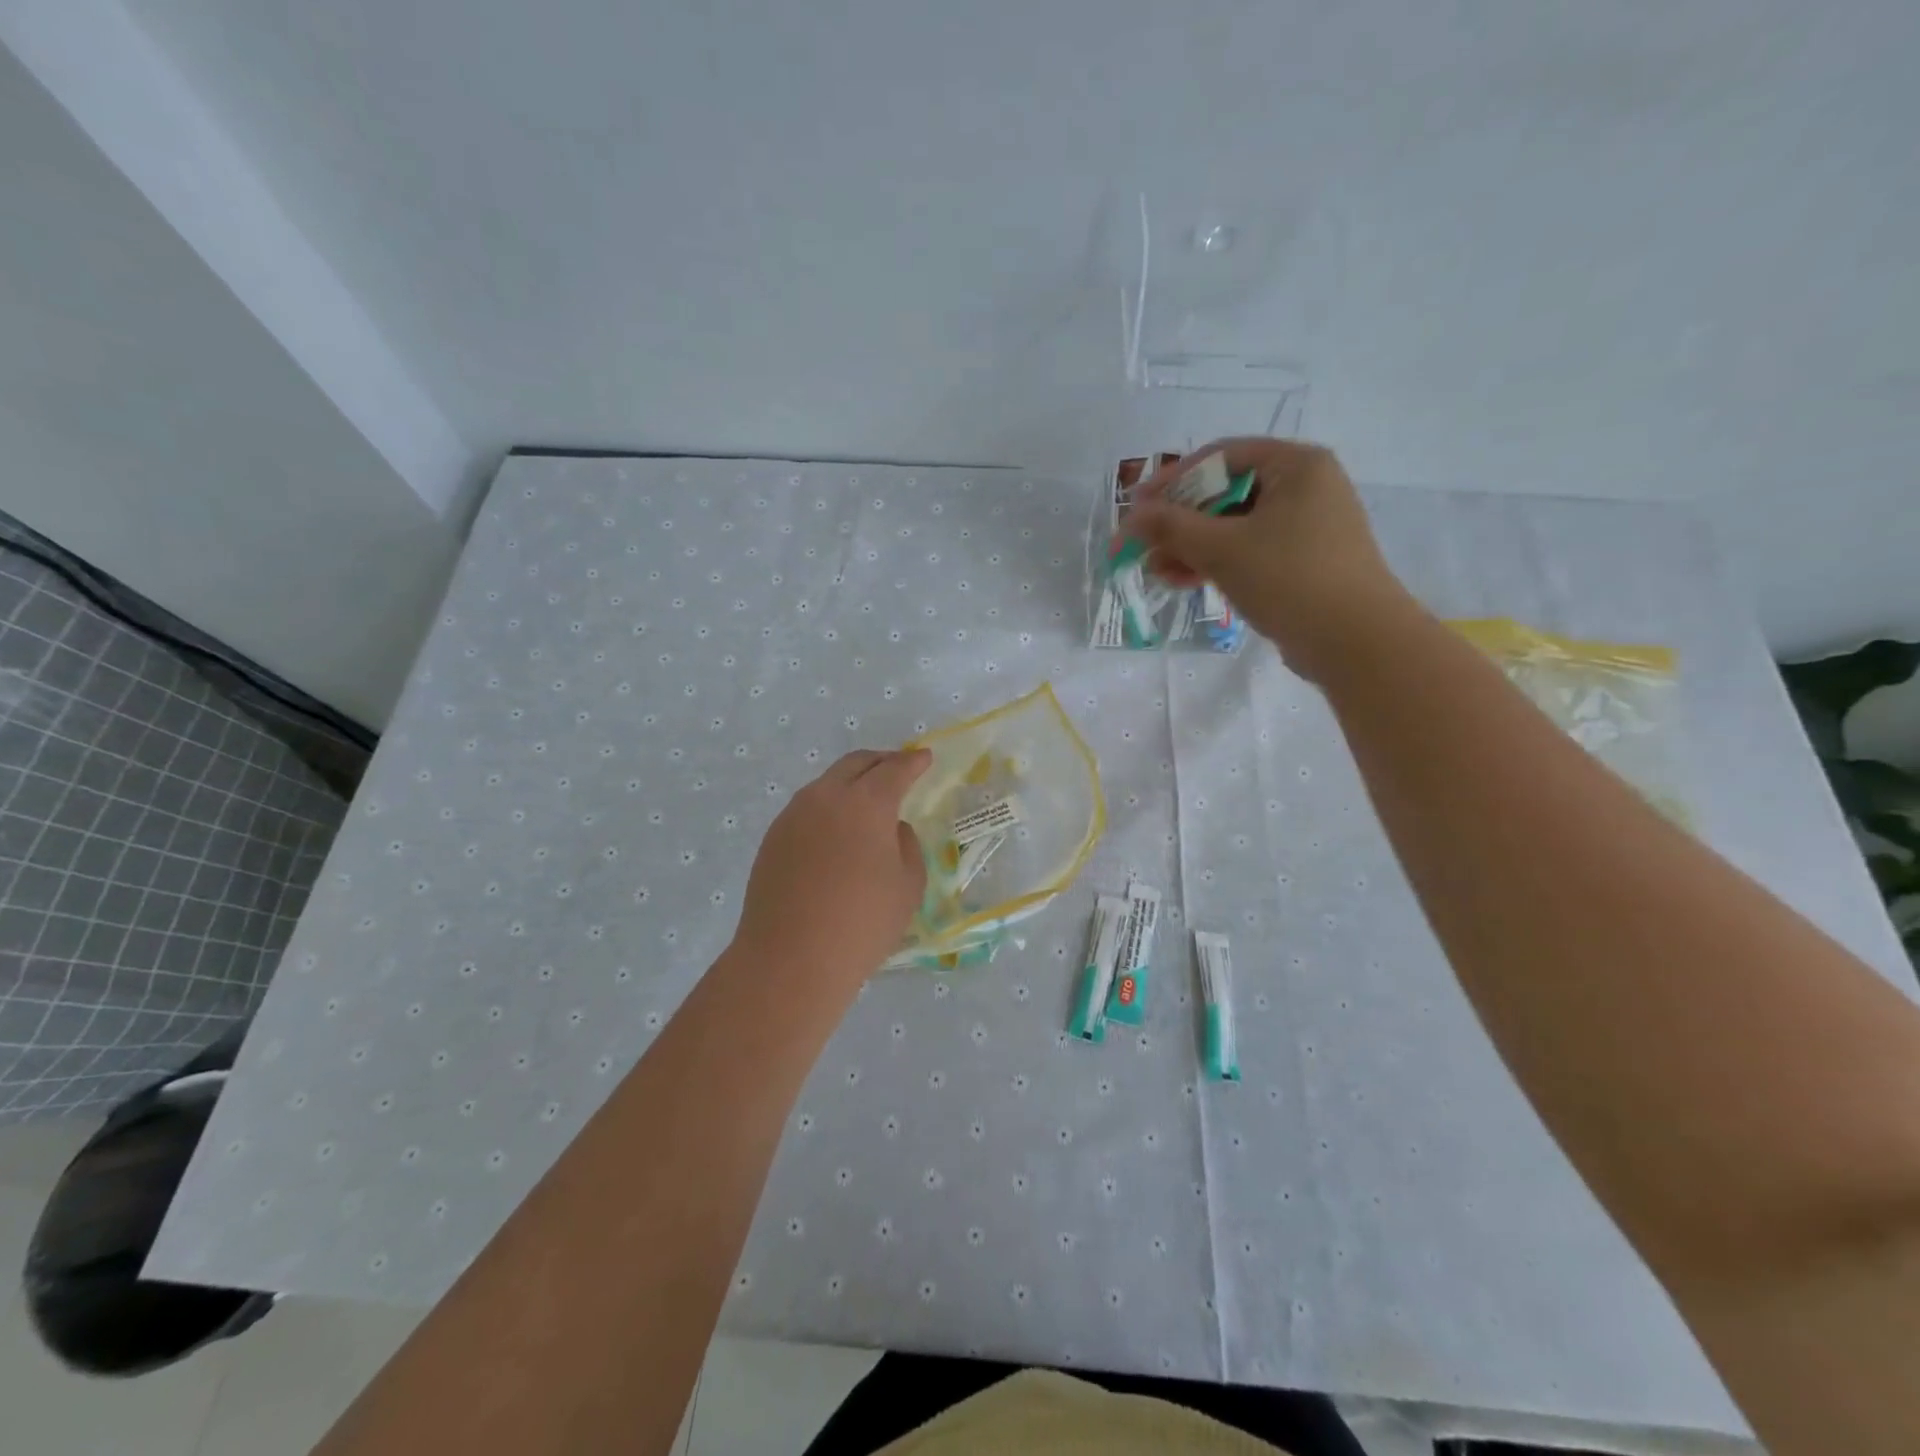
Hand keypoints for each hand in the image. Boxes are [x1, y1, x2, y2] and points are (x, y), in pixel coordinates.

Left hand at [733, 749, 931, 989]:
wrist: (790, 959)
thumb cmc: (861, 924)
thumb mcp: (907, 886)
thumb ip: (906, 846)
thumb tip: (890, 830)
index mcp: (866, 803)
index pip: (895, 770)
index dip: (913, 762)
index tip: (925, 757)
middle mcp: (826, 797)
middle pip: (856, 764)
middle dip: (881, 761)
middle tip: (898, 768)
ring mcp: (793, 815)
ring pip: (828, 783)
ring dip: (852, 782)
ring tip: (867, 800)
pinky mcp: (773, 838)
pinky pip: (808, 808)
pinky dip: (829, 807)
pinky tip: (837, 831)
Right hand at [1123, 438, 1415, 682]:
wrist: (1355, 641)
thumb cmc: (1289, 579)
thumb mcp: (1221, 549)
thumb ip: (1170, 527)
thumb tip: (1130, 518)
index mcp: (1296, 465)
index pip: (1221, 457)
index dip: (1173, 480)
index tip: (1137, 507)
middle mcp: (1306, 487)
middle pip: (1226, 493)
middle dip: (1180, 522)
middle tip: (1144, 545)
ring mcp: (1307, 526)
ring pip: (1235, 527)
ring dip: (1192, 547)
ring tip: (1158, 572)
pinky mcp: (1304, 562)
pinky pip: (1250, 551)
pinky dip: (1217, 563)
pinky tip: (1185, 581)